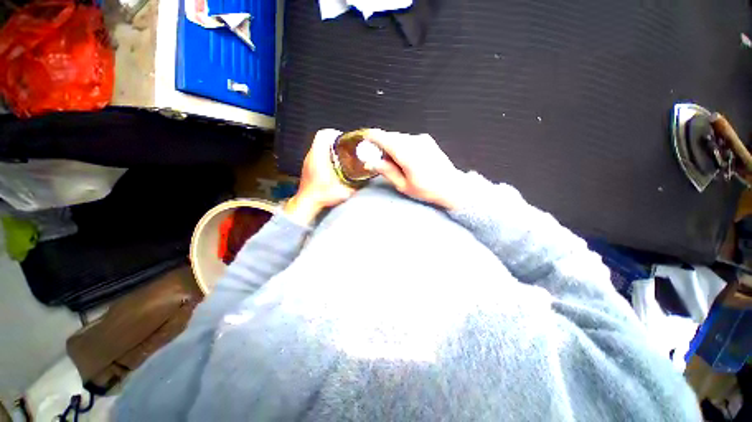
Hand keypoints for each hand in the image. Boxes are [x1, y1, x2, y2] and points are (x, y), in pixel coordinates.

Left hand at [284, 129, 353, 224]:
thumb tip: (364, 181)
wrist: (307, 203)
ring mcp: (308, 162)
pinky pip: (315, 154)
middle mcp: (311, 157)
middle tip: (344, 146)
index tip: (342, 137)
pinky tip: (332, 163)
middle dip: (334, 139)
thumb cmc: (321, 196)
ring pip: (317, 146)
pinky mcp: (307, 167)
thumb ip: (355, 186)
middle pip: (320, 139)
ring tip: (339, 153)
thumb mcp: (343, 192)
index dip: (333, 132)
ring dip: (328, 147)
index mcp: (319, 159)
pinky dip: (324, 154)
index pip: (322, 135)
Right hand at [365, 129, 464, 209]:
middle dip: (381, 144)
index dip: (372, 137)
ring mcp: (422, 139)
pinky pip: (407, 139)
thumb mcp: (404, 186)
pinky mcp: (426, 139)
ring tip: (393, 162)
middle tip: (379, 158)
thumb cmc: (427, 190)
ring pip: (399, 137)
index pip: (385, 138)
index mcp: (407, 155)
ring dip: (391, 145)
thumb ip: (387, 171)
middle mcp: (414, 142)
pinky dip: (400, 145)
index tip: (364, 139)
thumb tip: (371, 163)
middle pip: (391, 137)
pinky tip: (404, 158)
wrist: (451, 186)